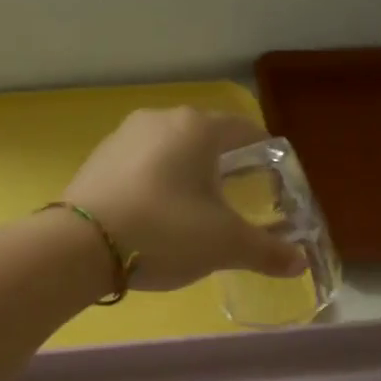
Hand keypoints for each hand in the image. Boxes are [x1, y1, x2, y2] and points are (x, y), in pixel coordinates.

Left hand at [64, 109, 305, 292]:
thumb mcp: (225, 245)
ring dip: (187, 170)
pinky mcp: (97, 158)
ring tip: (196, 205)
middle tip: (238, 193)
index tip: (273, 171)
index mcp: (197, 128)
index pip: (243, 129)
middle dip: (224, 162)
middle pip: (205, 136)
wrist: (80, 245)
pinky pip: (140, 164)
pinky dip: (156, 180)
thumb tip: (300, 262)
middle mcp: (160, 119)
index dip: (263, 150)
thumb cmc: (166, 231)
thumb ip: (267, 251)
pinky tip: (156, 212)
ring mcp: (123, 136)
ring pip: (169, 148)